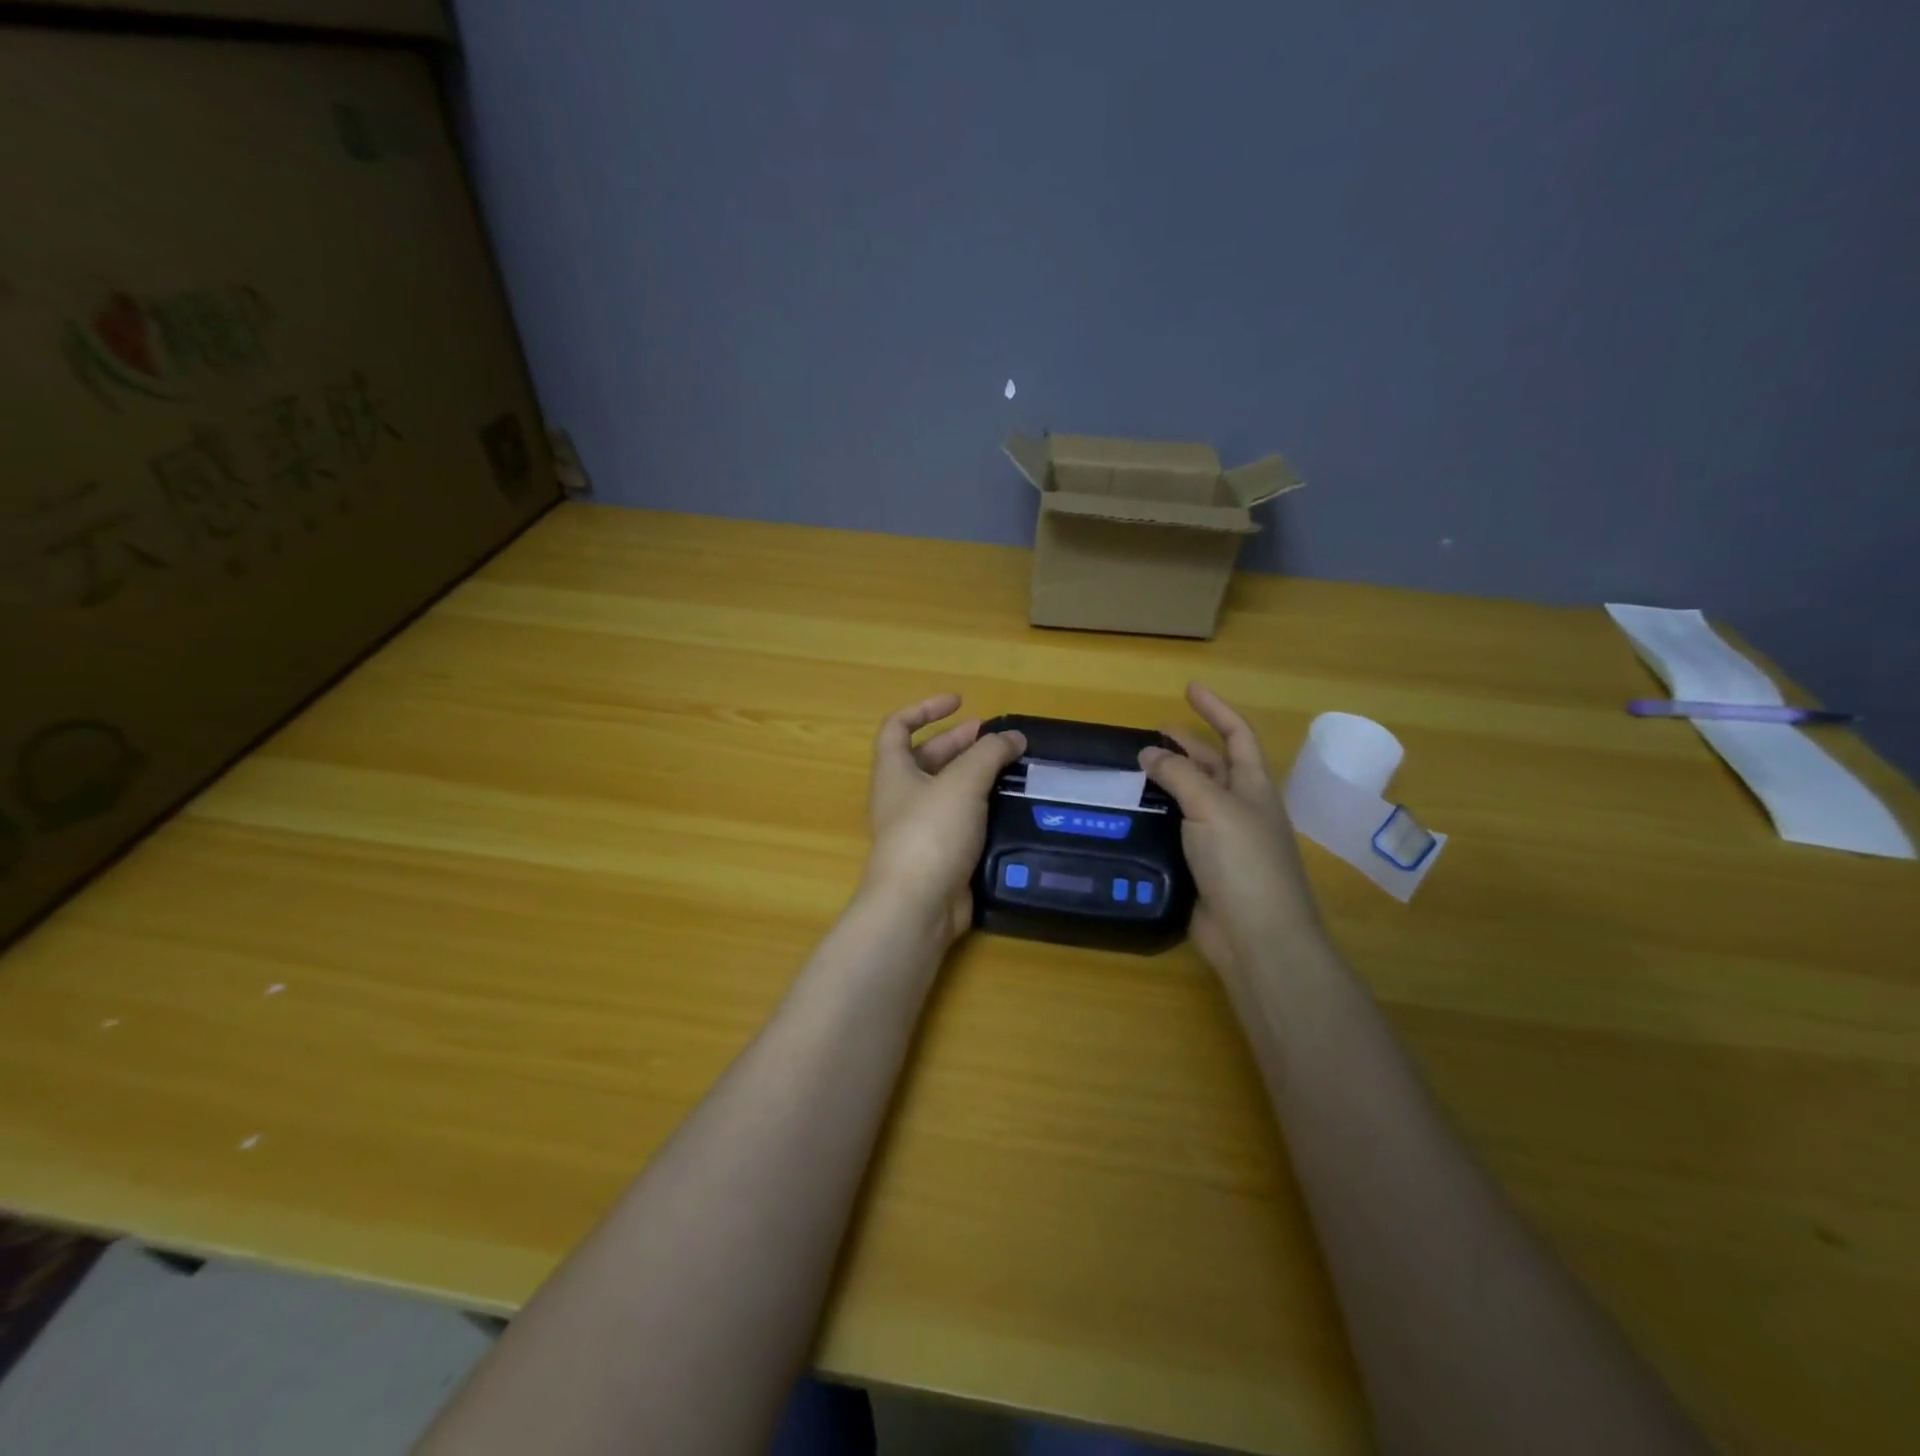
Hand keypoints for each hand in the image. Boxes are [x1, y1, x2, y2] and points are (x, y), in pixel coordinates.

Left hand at [861, 695, 1026, 944]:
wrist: (918, 907)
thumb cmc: (931, 832)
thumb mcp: (962, 782)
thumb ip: (990, 754)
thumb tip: (1014, 737)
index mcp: (894, 772)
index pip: (898, 727)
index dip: (925, 708)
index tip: (960, 703)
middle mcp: (902, 797)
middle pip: (927, 758)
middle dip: (959, 743)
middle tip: (995, 738)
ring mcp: (920, 828)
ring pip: (948, 792)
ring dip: (976, 776)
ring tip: (1012, 769)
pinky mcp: (940, 855)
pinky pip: (961, 822)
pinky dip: (982, 809)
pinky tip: (1010, 807)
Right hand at [1140, 684, 1323, 973]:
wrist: (1256, 936)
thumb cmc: (1243, 862)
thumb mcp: (1212, 806)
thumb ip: (1179, 776)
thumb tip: (1148, 753)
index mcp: (1253, 787)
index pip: (1237, 735)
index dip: (1216, 709)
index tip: (1190, 689)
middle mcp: (1241, 808)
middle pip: (1214, 765)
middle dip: (1186, 745)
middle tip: (1151, 734)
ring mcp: (1224, 840)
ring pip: (1193, 798)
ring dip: (1169, 781)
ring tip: (1135, 770)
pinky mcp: (1204, 868)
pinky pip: (1180, 830)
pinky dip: (1160, 817)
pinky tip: (1136, 815)